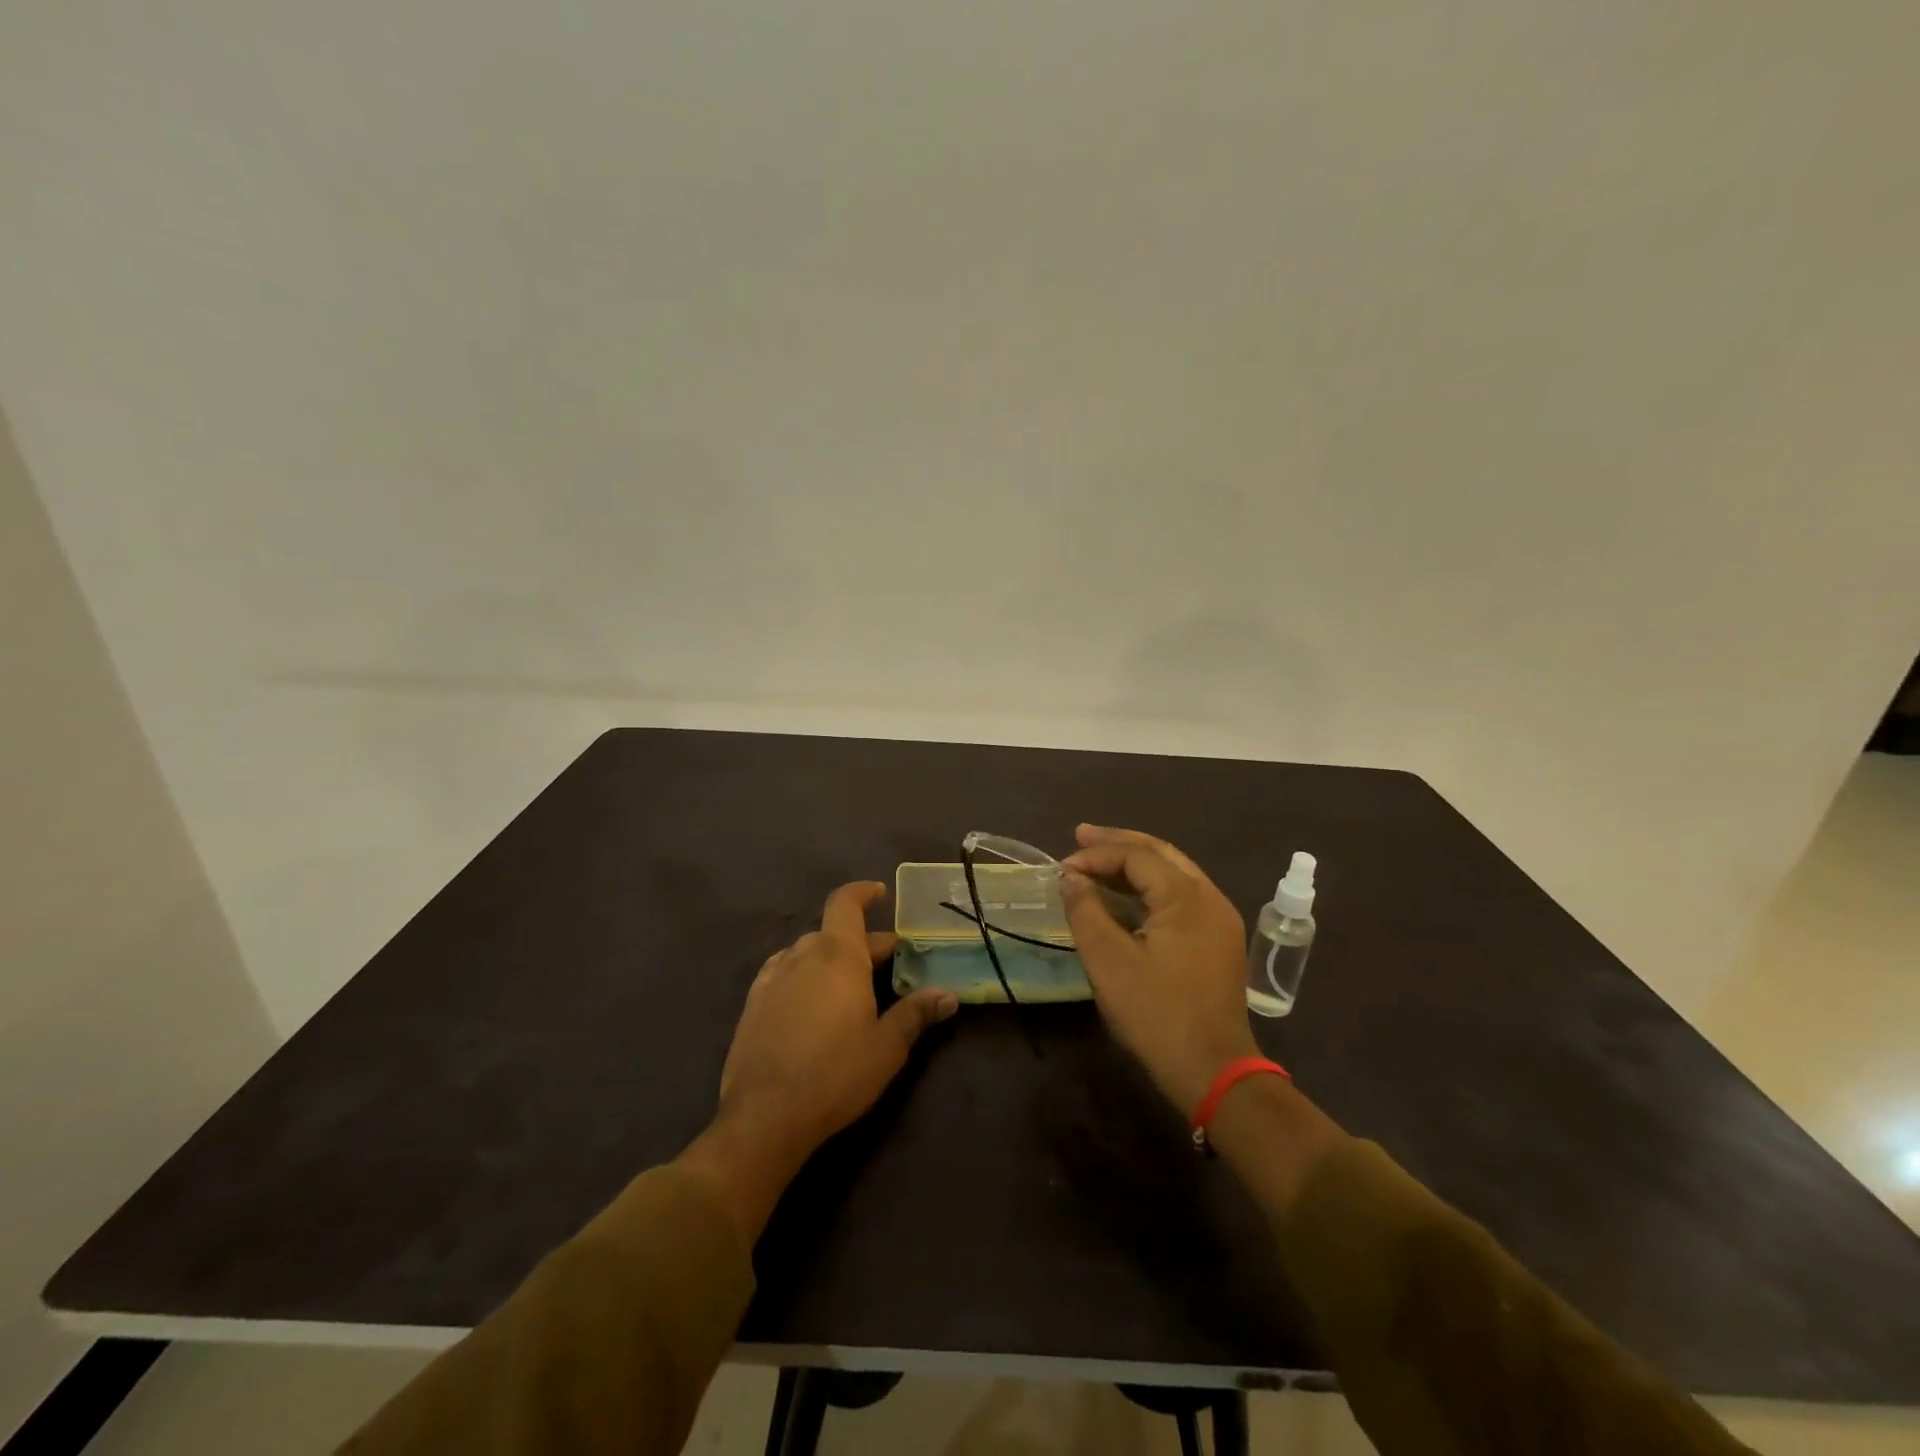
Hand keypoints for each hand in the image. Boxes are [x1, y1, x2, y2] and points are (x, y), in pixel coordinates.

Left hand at [681, 882, 957, 1241]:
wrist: (764, 1116)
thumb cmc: (835, 1074)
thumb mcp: (887, 1047)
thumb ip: (917, 1014)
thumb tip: (948, 994)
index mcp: (838, 955)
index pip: (846, 903)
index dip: (863, 892)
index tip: (880, 893)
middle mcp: (802, 955)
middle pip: (834, 932)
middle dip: (863, 942)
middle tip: (890, 962)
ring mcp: (773, 978)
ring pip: (807, 952)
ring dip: (831, 958)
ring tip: (851, 983)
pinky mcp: (753, 1004)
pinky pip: (784, 973)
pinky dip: (804, 975)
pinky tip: (810, 1001)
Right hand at [1061, 825, 1257, 1113]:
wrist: (1214, 1071)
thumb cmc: (1157, 1014)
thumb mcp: (1109, 962)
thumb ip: (1086, 911)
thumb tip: (1071, 877)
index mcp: (1187, 897)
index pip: (1136, 856)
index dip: (1097, 855)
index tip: (1062, 868)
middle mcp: (1209, 898)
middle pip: (1160, 853)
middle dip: (1119, 843)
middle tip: (1081, 835)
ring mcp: (1219, 919)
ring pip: (1174, 873)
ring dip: (1135, 864)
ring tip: (1098, 859)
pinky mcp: (1219, 940)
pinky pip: (1182, 896)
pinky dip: (1150, 888)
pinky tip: (1126, 895)